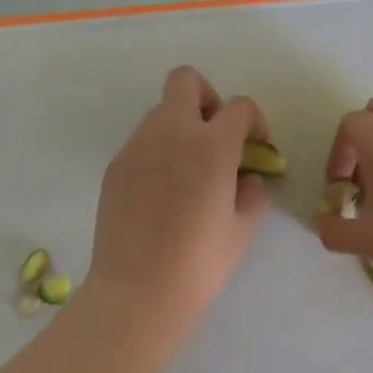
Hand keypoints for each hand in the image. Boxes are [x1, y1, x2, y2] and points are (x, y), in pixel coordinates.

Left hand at [85, 66, 271, 340]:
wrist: (138, 291)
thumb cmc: (200, 263)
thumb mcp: (243, 229)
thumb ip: (253, 192)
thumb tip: (247, 177)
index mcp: (212, 145)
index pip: (239, 106)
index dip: (254, 121)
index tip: (256, 147)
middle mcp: (171, 133)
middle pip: (186, 81)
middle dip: (208, 98)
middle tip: (216, 136)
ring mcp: (137, 146)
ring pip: (161, 111)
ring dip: (181, 126)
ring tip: (189, 171)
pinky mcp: (116, 166)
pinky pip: (142, 142)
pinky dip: (158, 151)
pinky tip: (162, 192)